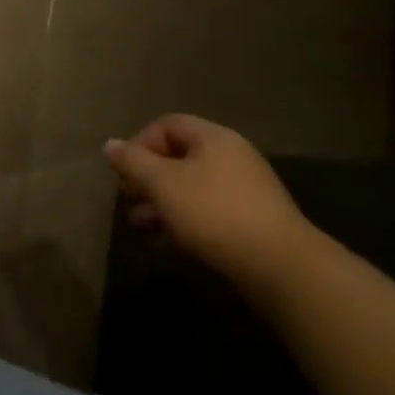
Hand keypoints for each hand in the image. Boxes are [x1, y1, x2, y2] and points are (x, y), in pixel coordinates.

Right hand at [104, 115, 313, 296]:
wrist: (284, 270)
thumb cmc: (215, 214)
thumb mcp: (162, 183)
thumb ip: (132, 161)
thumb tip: (110, 144)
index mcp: (214, 138)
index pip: (166, 124)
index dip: (140, 143)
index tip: (126, 171)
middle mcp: (233, 157)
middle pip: (178, 157)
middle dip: (148, 179)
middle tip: (129, 200)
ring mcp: (247, 191)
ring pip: (192, 188)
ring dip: (162, 203)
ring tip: (142, 227)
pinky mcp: (255, 223)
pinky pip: (209, 211)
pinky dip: (185, 221)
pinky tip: (168, 242)